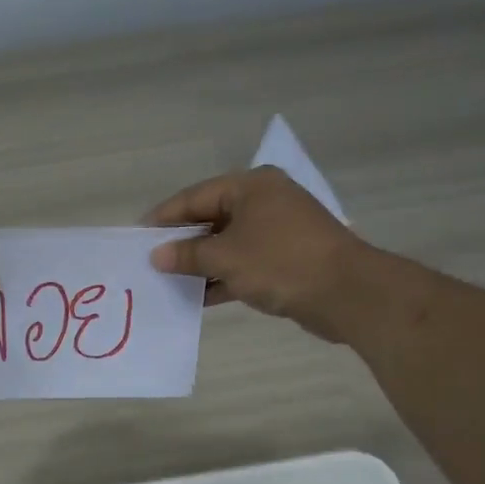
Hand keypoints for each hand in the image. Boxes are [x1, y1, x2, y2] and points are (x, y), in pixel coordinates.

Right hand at [145, 168, 367, 340]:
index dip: (165, 217)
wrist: (346, 292)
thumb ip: (187, 255)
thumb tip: (157, 256)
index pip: (195, 196)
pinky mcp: (287, 259)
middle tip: (151, 261)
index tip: (138, 237)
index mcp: (250, 186)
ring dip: (201, 264)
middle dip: (182, 242)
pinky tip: (199, 297)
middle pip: (211, 218)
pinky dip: (223, 277)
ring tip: (168, 282)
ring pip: (228, 244)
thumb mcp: (225, 257)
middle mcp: (265, 202)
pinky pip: (244, 264)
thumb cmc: (280, 263)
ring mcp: (278, 231)